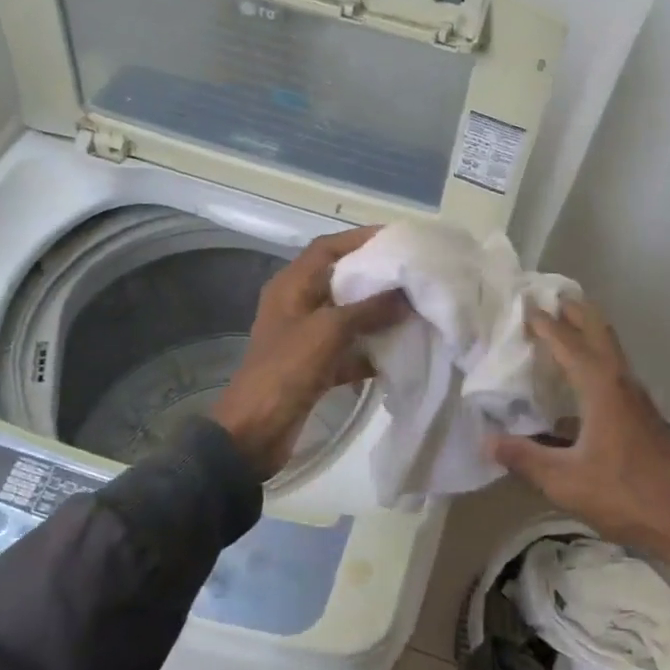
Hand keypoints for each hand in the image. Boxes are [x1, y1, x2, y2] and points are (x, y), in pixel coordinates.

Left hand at [212, 227, 408, 477]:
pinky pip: (348, 348)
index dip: (359, 238)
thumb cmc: (287, 369)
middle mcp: (297, 305)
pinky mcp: (314, 366)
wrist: (255, 431)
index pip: (327, 248)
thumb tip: (406, 295)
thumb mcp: (328, 332)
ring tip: (414, 308)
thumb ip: (368, 310)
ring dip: (376, 314)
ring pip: (347, 316)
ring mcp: (305, 337)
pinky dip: (370, 349)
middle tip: (412, 273)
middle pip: (340, 280)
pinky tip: (400, 351)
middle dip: (375, 277)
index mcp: (291, 286)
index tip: (396, 238)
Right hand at [488, 300, 669, 669]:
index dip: (544, 323)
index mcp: (600, 387)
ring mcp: (637, 398)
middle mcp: (621, 382)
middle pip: (597, 331)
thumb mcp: (565, 481)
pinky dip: (595, 358)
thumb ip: (524, 459)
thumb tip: (486, 442)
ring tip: (563, 325)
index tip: (523, 304)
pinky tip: (579, 383)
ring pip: (610, 350)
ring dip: (588, 331)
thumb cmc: (626, 496)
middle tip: (549, 296)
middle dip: (574, 310)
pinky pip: (614, 371)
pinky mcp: (644, 416)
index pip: (567, 342)